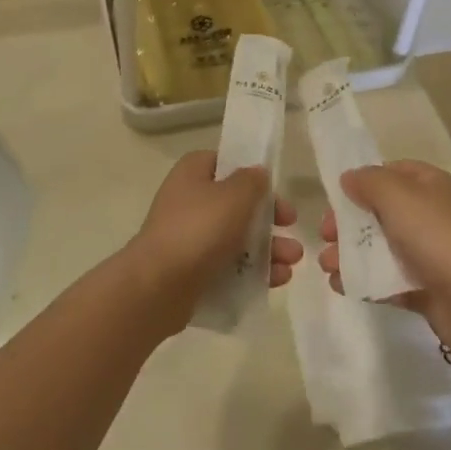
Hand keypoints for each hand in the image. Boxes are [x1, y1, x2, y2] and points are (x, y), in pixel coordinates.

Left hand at [125, 152, 300, 332]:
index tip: (275, 189)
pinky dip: (253, 271)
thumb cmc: (198, 229)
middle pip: (236, 204)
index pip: (225, 163)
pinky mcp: (192, 271)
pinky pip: (228, 266)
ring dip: (268, 248)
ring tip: (292, 262)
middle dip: (269, 218)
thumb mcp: (234, 196)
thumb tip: (258, 173)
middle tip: (292, 227)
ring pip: (236, 238)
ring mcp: (189, 237)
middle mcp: (188, 201)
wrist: (158, 285)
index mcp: (193, 173)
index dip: (252, 174)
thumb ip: (252, 181)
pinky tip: (277, 280)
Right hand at [318, 161, 450, 358]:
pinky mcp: (424, 287)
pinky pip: (387, 279)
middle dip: (348, 223)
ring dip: (349, 253)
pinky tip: (341, 285)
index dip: (363, 181)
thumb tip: (349, 178)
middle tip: (325, 235)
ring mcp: (427, 253)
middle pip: (380, 212)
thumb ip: (368, 182)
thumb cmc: (434, 236)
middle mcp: (430, 215)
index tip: (337, 197)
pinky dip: (363, 280)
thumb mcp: (397, 195)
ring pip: (380, 247)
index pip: (392, 173)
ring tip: (328, 265)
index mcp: (429, 186)